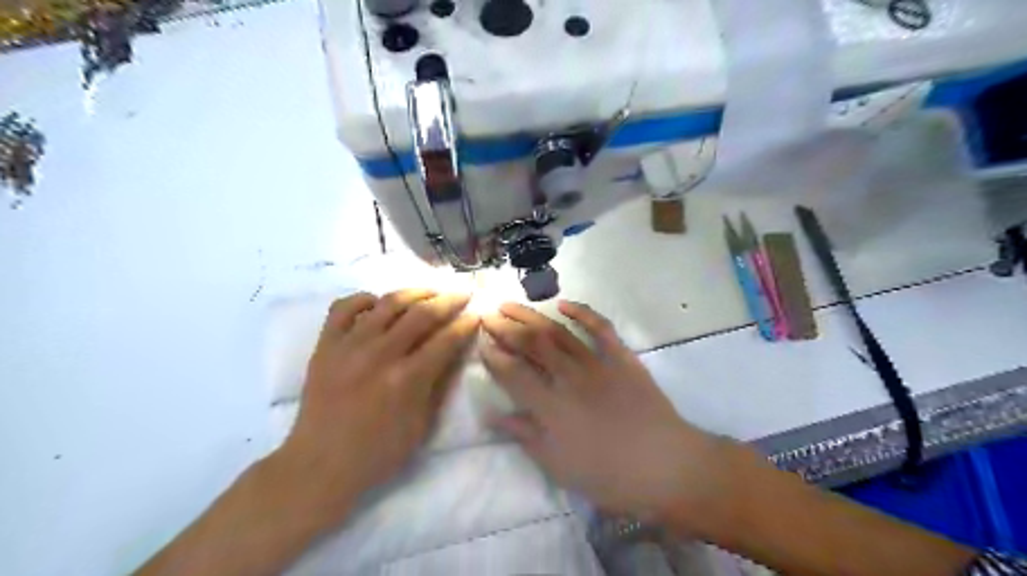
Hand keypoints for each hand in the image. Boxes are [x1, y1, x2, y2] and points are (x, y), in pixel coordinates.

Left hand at [276, 289, 477, 515]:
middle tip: (461, 294)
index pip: (445, 340)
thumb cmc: (378, 452)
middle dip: (448, 300)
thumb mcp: (421, 425)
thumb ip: (439, 384)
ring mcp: (349, 346)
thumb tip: (455, 352)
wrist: (319, 464)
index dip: (466, 324)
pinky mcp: (325, 345)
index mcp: (407, 379)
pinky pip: (343, 307)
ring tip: (429, 292)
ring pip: (387, 303)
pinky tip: (377, 303)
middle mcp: (380, 355)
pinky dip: (363, 299)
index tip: (476, 315)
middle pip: (421, 314)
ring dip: (414, 293)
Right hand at [483, 304, 728, 523]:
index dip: (494, 357)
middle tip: (488, 316)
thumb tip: (492, 415)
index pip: (513, 373)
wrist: (666, 466)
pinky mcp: (622, 357)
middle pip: (531, 345)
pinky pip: (601, 328)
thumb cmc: (609, 474)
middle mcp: (569, 378)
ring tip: (511, 305)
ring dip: (532, 316)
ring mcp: (597, 364)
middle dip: (505, 328)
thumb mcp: (559, 465)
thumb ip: (525, 435)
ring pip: (558, 332)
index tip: (480, 343)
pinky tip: (564, 303)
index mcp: (551, 407)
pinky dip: (582, 312)